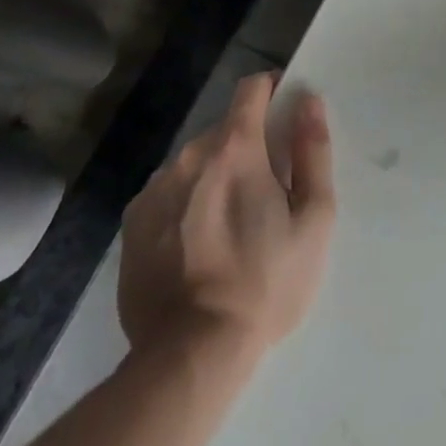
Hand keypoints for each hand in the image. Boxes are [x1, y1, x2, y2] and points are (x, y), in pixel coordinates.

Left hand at [117, 73, 335, 361]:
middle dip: (248, 145)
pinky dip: (187, 203)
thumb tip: (309, 101)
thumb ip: (313, 152)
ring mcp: (155, 190)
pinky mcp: (132, 225)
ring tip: (231, 223)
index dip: (272, 91)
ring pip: (195, 162)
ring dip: (215, 175)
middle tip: (268, 189)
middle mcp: (189, 157)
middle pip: (224, 129)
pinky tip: (198, 244)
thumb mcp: (313, 218)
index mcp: (235, 148)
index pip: (251, 90)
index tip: (286, 113)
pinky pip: (169, 193)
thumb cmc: (266, 282)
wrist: (191, 355)